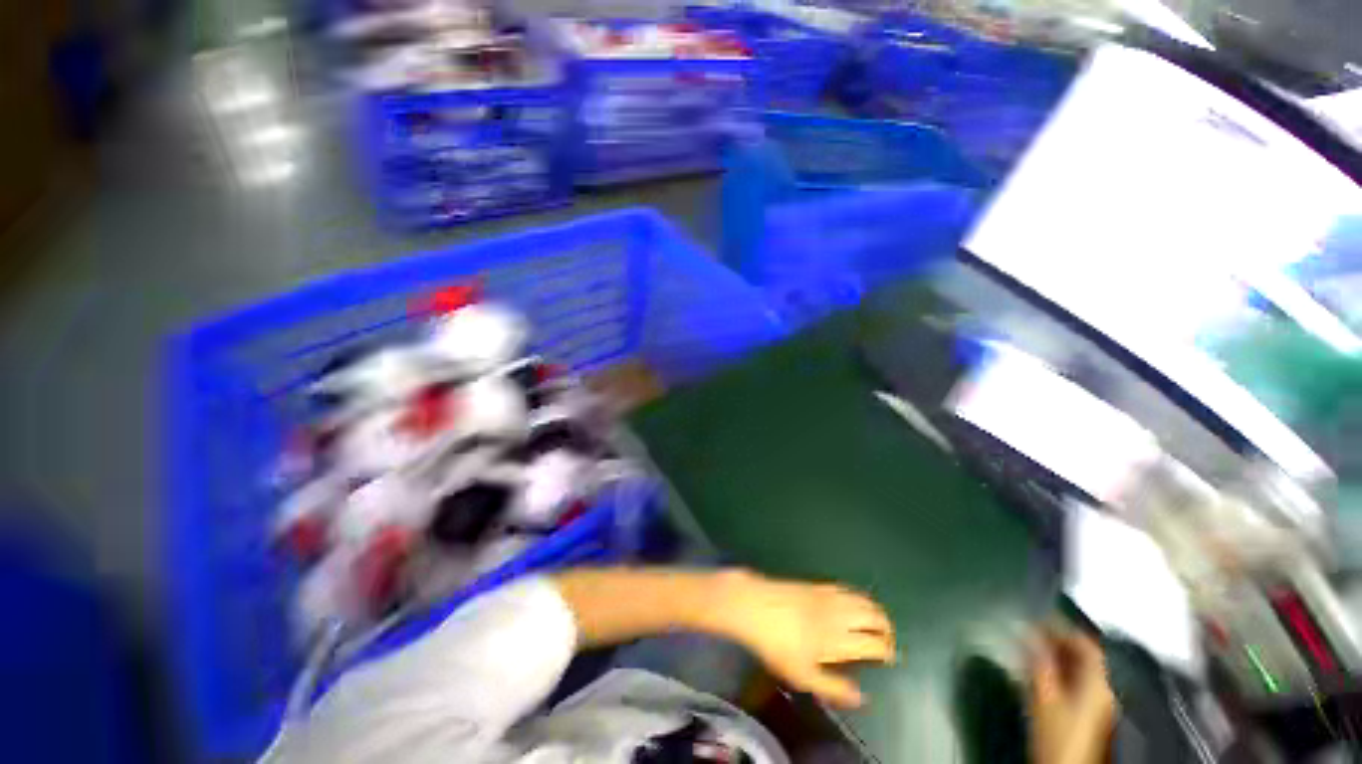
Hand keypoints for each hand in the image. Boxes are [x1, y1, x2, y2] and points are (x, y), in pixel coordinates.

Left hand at [719, 571, 895, 708]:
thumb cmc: (776, 643)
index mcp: (839, 638)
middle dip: (887, 629)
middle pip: (875, 617)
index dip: (887, 651)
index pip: (875, 643)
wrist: (754, 603)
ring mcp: (828, 595)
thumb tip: (861, 697)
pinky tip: (855, 601)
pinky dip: (859, 596)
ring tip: (877, 622)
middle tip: (887, 640)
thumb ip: (833, 687)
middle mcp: (839, 614)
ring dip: (876, 610)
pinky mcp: (817, 583)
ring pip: (863, 599)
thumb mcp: (802, 674)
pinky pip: (847, 588)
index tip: (889, 659)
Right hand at [1027, 629, 1116, 763]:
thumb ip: (1040, 661)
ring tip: (1028, 647)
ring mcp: (1095, 703)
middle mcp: (1101, 689)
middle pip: (1083, 656)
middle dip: (1056, 640)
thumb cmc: (1058, 731)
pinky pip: (1073, 682)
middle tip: (1030, 630)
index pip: (1087, 645)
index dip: (1065, 627)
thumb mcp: (1044, 695)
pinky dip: (1055, 670)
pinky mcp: (1084, 713)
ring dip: (1053, 655)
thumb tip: (1029, 632)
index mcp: (1097, 683)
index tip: (1041, 616)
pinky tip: (1036, 671)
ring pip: (1076, 669)